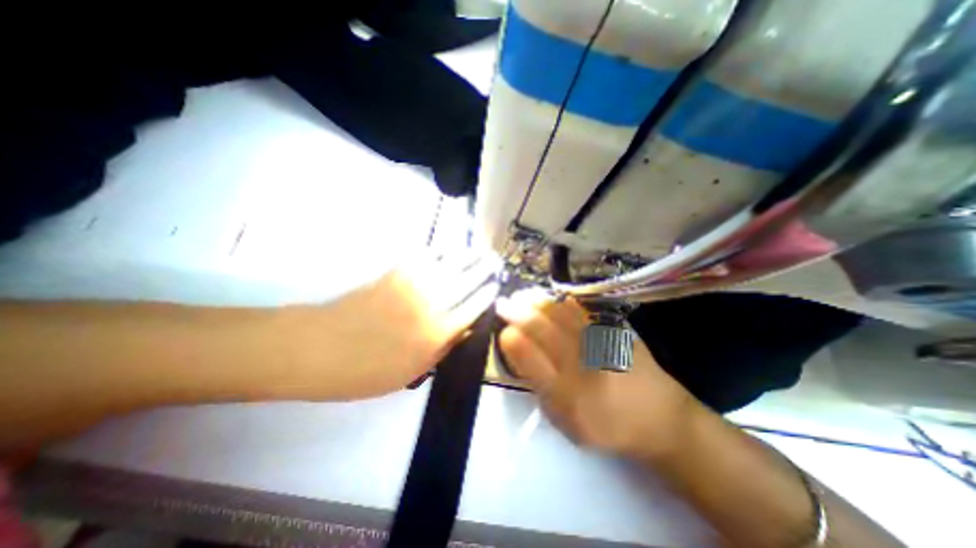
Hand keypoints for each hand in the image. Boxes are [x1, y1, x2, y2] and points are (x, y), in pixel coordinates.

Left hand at [281, 250, 497, 399]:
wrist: (316, 348)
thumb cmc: (365, 371)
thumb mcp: (411, 373)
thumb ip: (443, 348)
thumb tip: (464, 329)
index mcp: (437, 332)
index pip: (474, 306)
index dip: (488, 294)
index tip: (497, 285)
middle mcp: (432, 303)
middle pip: (467, 279)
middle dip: (484, 268)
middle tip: (496, 260)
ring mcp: (413, 283)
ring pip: (450, 263)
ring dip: (468, 255)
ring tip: (480, 251)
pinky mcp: (395, 272)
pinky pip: (425, 256)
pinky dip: (441, 251)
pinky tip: (448, 250)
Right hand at [496, 289, 693, 459]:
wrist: (659, 416)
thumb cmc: (606, 424)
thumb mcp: (565, 420)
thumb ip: (540, 388)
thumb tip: (522, 355)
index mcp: (565, 394)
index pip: (529, 358)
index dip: (511, 340)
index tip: (503, 330)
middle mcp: (580, 365)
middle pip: (542, 329)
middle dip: (517, 312)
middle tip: (503, 302)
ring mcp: (598, 343)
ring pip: (559, 314)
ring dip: (535, 302)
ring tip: (521, 294)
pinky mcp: (613, 330)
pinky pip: (580, 311)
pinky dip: (560, 302)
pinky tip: (550, 297)